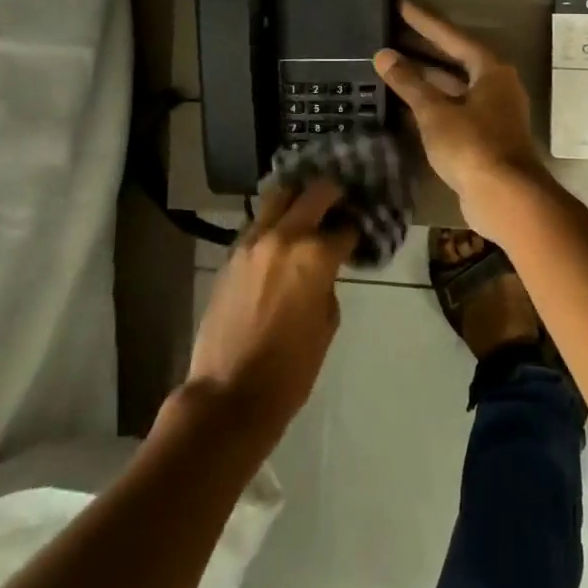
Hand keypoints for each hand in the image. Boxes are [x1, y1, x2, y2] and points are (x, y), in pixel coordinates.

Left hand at [185, 179, 357, 443]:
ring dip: (298, 199)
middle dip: (332, 195)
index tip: (358, 232)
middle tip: (340, 203)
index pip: (345, 227)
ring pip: (279, 196)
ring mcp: (252, 241)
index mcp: (315, 255)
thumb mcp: (327, 322)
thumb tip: (326, 267)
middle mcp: (284, 236)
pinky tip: (282, 234)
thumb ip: (328, 282)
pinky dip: (274, 221)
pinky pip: (258, 222)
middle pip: (315, 193)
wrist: (229, 393)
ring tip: (309, 210)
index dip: (355, 229)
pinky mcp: (231, 253)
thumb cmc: (290, 368)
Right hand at [374, 1, 549, 227]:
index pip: (452, 37)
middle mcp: (496, 86)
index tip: (402, 6)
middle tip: (393, 34)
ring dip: (426, 79)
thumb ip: (409, 83)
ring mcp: (492, 113)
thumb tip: (384, 55)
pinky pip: (454, 110)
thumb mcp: (434, 111)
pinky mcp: (485, 137)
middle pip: (455, 60)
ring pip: (454, 87)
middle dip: (424, 49)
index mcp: (491, 70)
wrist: (505, 197)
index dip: (425, 22)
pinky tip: (406, 104)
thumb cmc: (472, 145)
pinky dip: (431, 104)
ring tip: (393, 66)